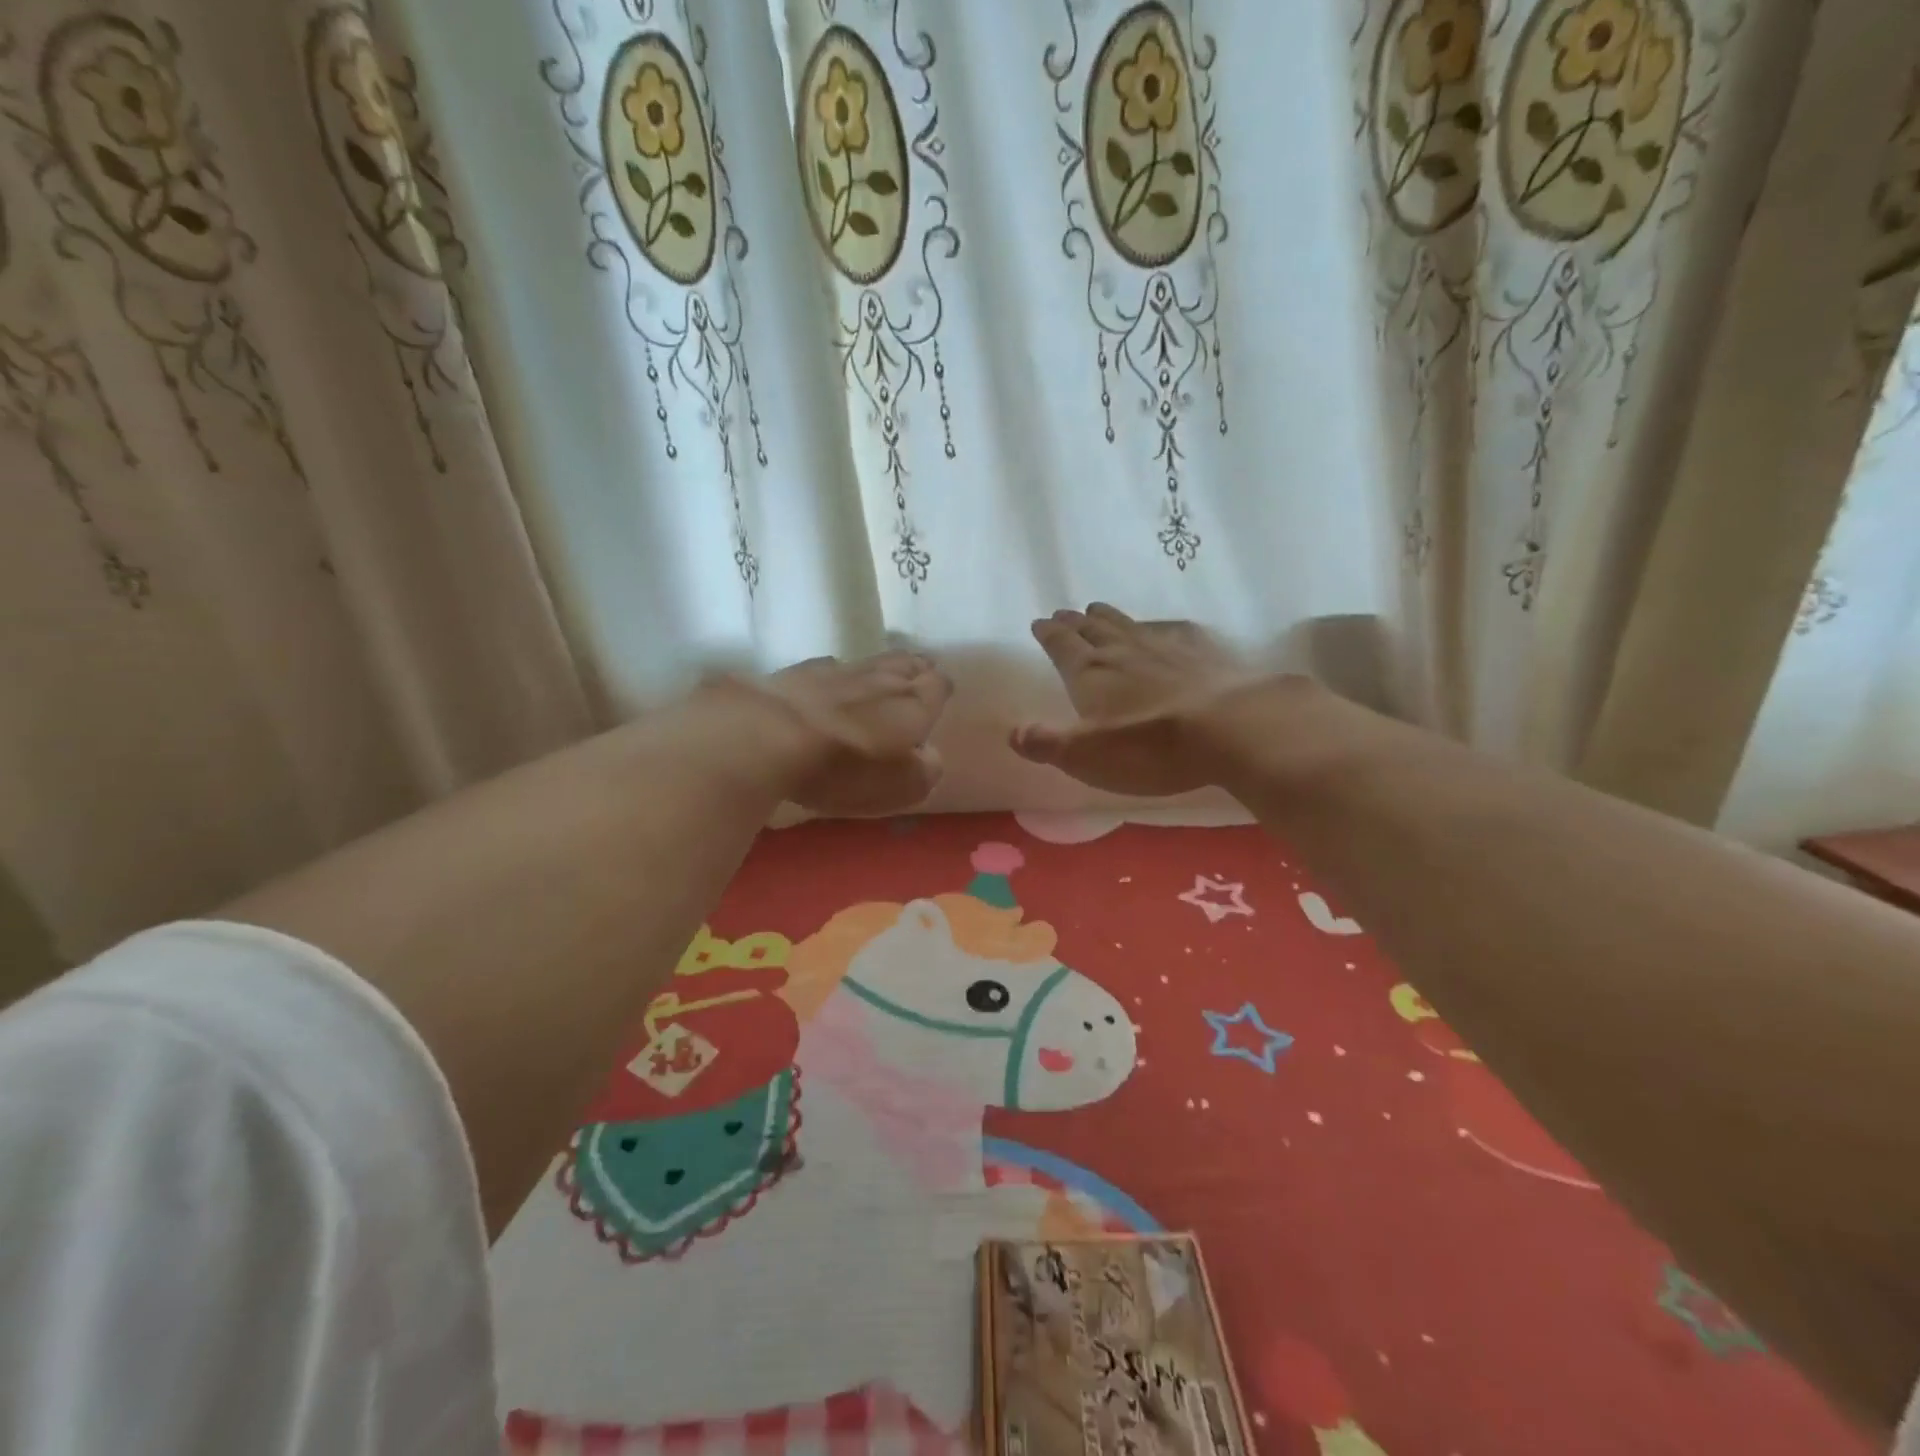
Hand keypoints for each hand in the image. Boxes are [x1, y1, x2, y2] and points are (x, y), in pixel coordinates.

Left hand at [753, 650, 951, 815]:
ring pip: (870, 662)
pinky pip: (830, 668)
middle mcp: (882, 678)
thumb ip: (924, 770)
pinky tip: (831, 683)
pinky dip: (837, 676)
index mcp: (913, 704)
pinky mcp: (799, 672)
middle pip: (907, 664)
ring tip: (882, 677)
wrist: (766, 735)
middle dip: (916, 669)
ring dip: (880, 669)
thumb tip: (928, 755)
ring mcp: (838, 670)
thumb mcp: (899, 786)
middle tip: (918, 675)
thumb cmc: (844, 768)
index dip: (940, 691)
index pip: (938, 685)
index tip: (939, 697)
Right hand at [1011, 605, 1255, 795]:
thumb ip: (1046, 742)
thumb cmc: (1149, 747)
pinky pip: (1174, 631)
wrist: (1229, 727)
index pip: (1062, 646)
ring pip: (1129, 625)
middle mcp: (1124, 652)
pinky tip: (1164, 629)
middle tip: (1064, 613)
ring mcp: (1166, 647)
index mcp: (1090, 673)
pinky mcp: (1203, 653)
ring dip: (1110, 617)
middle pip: (1093, 629)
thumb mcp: (1085, 755)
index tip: (1040, 622)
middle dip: (1075, 622)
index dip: (1048, 634)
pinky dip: (1160, 627)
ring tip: (1098, 609)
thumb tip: (1013, 731)